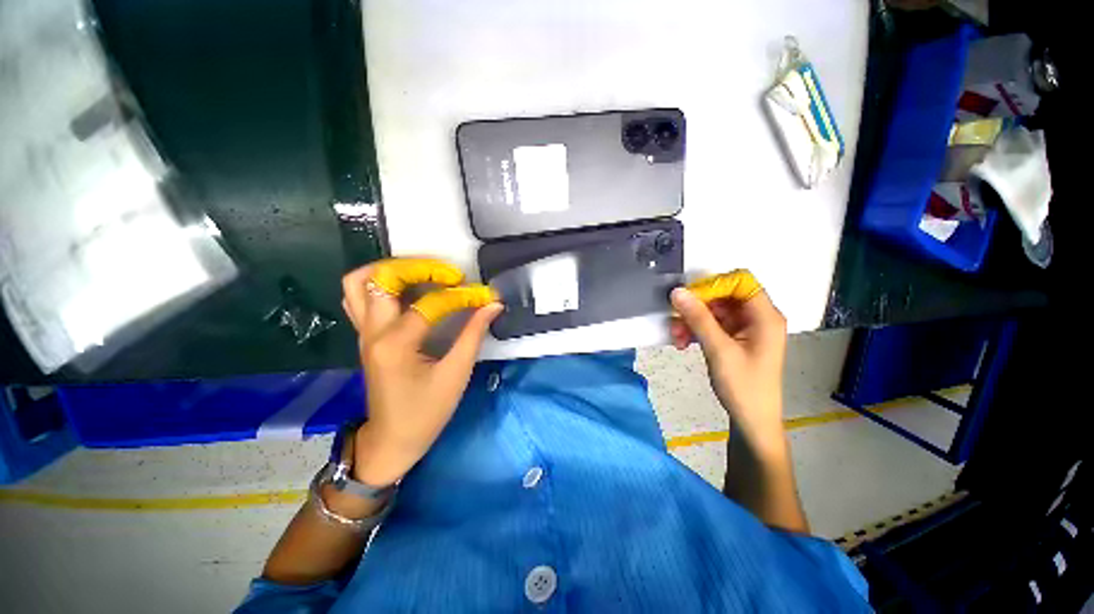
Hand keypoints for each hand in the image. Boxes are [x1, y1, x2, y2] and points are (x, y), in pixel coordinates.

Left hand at [341, 258, 501, 487]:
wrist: (391, 441)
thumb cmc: (425, 413)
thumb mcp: (456, 374)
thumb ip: (474, 335)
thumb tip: (493, 306)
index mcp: (396, 344)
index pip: (430, 304)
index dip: (461, 296)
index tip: (484, 297)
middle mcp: (373, 332)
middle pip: (380, 278)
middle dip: (416, 267)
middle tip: (447, 273)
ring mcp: (364, 333)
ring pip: (359, 283)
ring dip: (391, 270)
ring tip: (424, 273)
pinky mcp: (366, 337)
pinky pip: (360, 298)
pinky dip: (381, 285)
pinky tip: (407, 290)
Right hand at [669, 284, 787, 449]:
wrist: (751, 420)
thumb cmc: (743, 386)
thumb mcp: (719, 350)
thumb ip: (698, 318)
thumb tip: (678, 292)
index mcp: (765, 316)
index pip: (741, 281)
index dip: (714, 285)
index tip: (690, 298)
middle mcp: (757, 317)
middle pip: (723, 295)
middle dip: (697, 307)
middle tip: (675, 320)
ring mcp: (745, 328)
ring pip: (713, 310)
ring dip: (692, 320)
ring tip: (676, 337)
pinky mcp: (734, 338)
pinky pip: (712, 324)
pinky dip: (696, 330)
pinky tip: (683, 342)